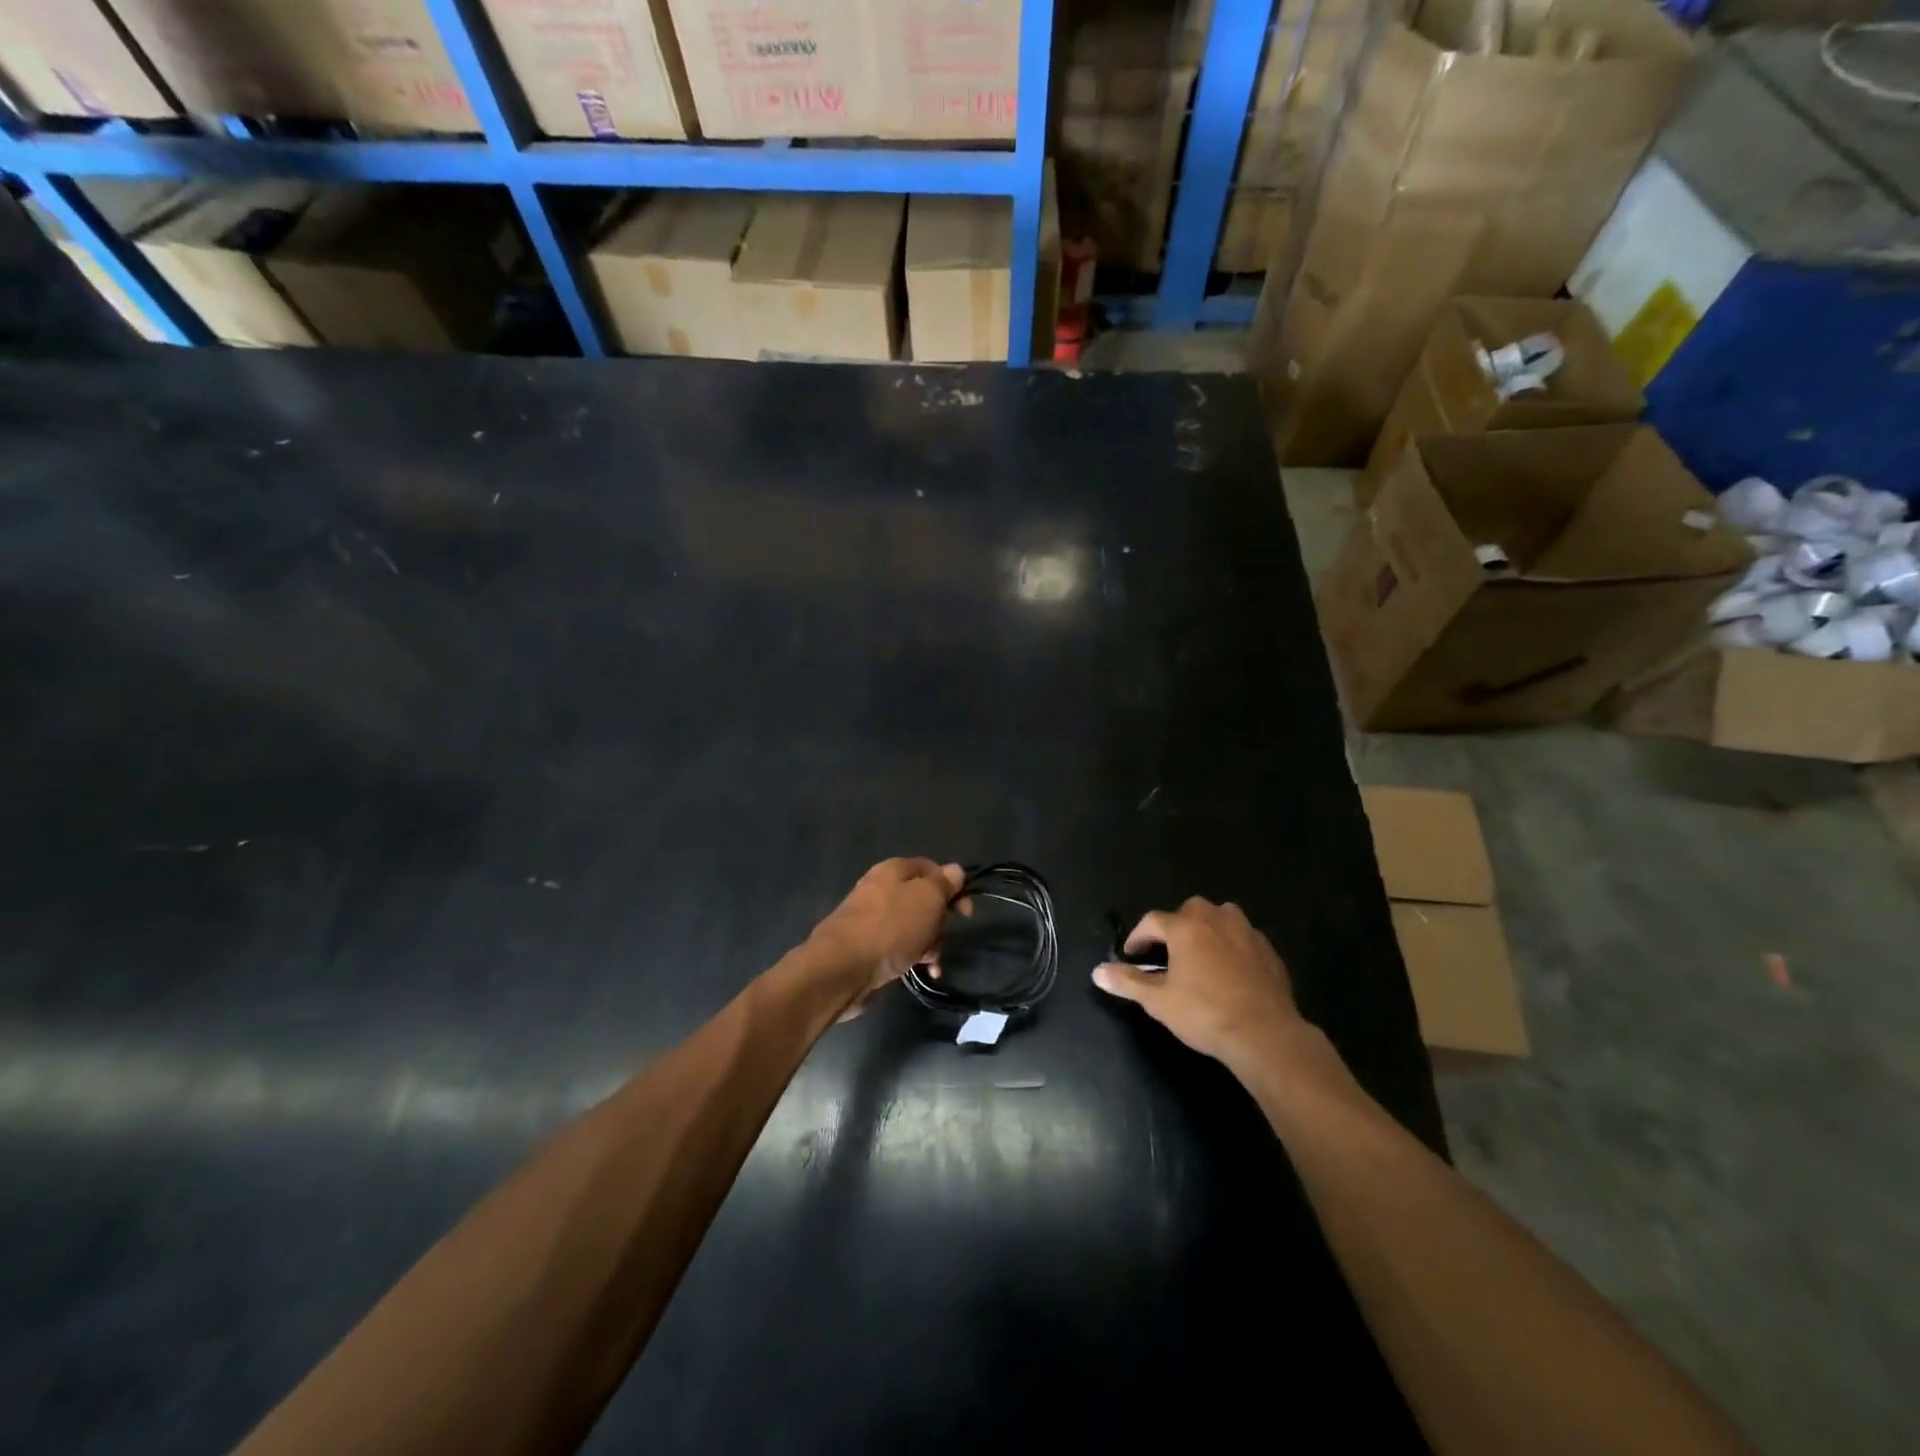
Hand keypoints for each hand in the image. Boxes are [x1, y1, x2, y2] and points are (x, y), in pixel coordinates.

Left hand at [808, 858, 964, 1015]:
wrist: (843, 968)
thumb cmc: (891, 928)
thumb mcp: (927, 899)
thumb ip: (944, 883)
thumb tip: (955, 870)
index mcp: (894, 870)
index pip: (932, 869)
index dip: (953, 887)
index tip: (966, 912)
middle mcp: (881, 889)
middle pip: (923, 899)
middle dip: (940, 920)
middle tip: (943, 936)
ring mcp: (872, 918)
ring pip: (913, 926)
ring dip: (929, 943)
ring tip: (931, 962)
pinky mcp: (867, 946)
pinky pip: (899, 946)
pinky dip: (913, 957)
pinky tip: (922, 972)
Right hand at [1093, 898, 1303, 1067]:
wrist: (1265, 1034)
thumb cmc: (1205, 1013)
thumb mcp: (1159, 1001)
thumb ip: (1128, 982)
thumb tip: (1097, 972)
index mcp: (1186, 927)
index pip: (1153, 921)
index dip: (1139, 937)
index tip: (1132, 955)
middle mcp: (1216, 919)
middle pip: (1189, 911)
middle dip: (1175, 926)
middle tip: (1168, 953)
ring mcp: (1247, 932)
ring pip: (1221, 918)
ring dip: (1207, 929)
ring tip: (1200, 955)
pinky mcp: (1269, 951)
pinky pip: (1243, 938)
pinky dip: (1232, 947)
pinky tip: (1230, 971)